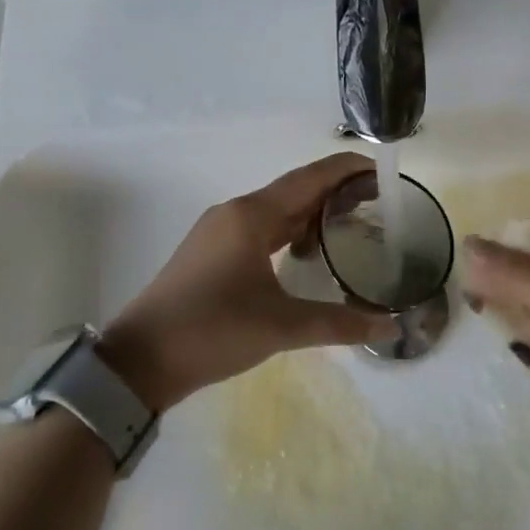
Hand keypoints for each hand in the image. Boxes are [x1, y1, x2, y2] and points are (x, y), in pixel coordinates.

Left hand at [98, 154, 394, 411]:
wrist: (139, 360)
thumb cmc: (212, 331)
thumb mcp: (280, 327)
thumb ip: (339, 324)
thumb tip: (390, 329)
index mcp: (252, 216)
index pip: (310, 179)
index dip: (347, 169)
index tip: (383, 171)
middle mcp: (236, 212)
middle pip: (296, 190)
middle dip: (336, 190)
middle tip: (379, 200)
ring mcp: (220, 231)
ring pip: (277, 210)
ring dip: (313, 212)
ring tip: (352, 222)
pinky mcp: (212, 252)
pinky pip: (261, 228)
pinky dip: (291, 231)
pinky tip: (307, 252)